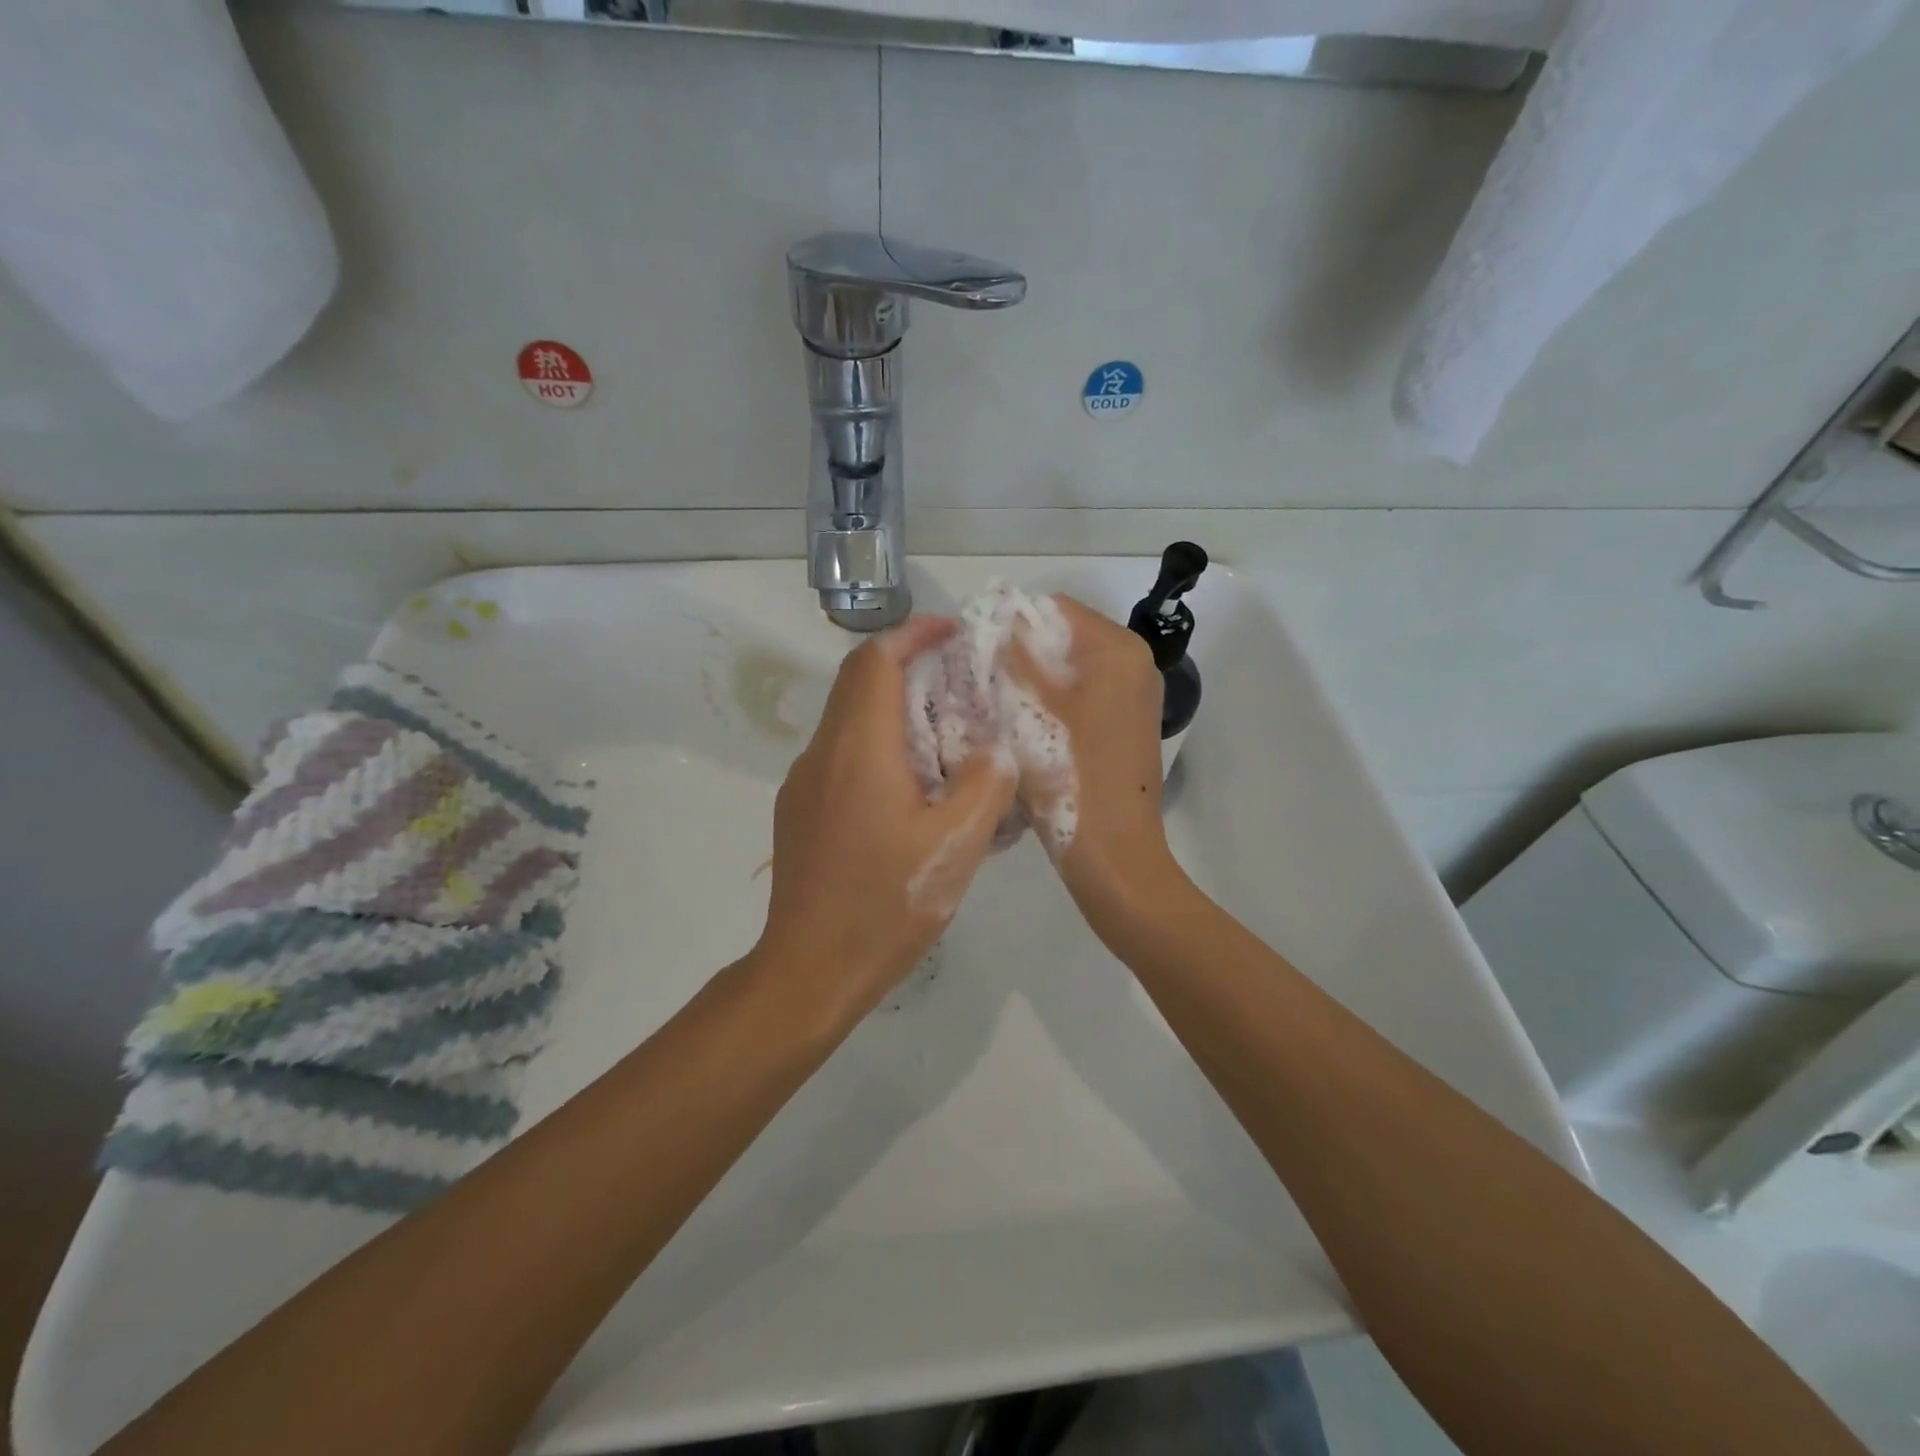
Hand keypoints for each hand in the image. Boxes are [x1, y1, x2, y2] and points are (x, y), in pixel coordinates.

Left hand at [756, 616, 1016, 1022]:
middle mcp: (823, 753)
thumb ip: (986, 785)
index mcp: (858, 748)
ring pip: (848, 721)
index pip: (876, 660)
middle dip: (907, 667)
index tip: (953, 633)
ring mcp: (804, 784)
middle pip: (858, 683)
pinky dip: (877, 746)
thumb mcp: (956, 847)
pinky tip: (910, 789)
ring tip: (945, 735)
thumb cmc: (885, 904)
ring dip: (893, 709)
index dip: (913, 634)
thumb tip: (996, 751)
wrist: (809, 970)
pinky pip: (840, 757)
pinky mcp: (799, 812)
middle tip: (959, 682)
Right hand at [1004, 595, 1180, 937]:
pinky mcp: (1124, 725)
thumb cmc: (1072, 776)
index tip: (975, 650)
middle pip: (1064, 638)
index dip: (1012, 623)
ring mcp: (1133, 697)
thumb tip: (998, 620)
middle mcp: (1134, 664)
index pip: (1055, 609)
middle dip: (1022, 652)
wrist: (1114, 854)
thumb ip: (1016, 656)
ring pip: (1070, 670)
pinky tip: (1021, 725)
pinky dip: (1052, 701)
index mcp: (1118, 651)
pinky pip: (1082, 696)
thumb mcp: (1032, 710)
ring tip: (994, 701)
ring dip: (1033, 679)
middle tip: (979, 678)